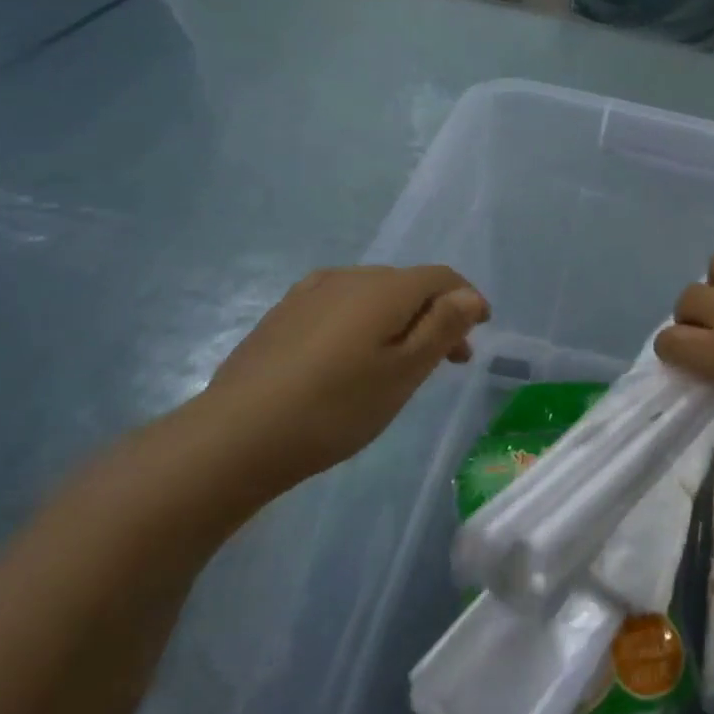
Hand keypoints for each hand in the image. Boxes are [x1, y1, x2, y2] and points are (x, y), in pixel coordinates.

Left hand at [199, 266, 489, 484]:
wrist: (235, 436)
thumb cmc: (335, 408)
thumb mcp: (404, 373)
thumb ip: (442, 327)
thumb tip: (469, 295)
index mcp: (384, 287)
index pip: (441, 277)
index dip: (467, 299)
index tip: (478, 334)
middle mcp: (348, 277)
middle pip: (408, 284)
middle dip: (435, 314)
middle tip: (447, 360)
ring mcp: (309, 293)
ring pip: (373, 295)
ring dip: (400, 320)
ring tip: (401, 362)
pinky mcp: (283, 314)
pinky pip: (341, 306)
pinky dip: (364, 324)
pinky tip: (352, 358)